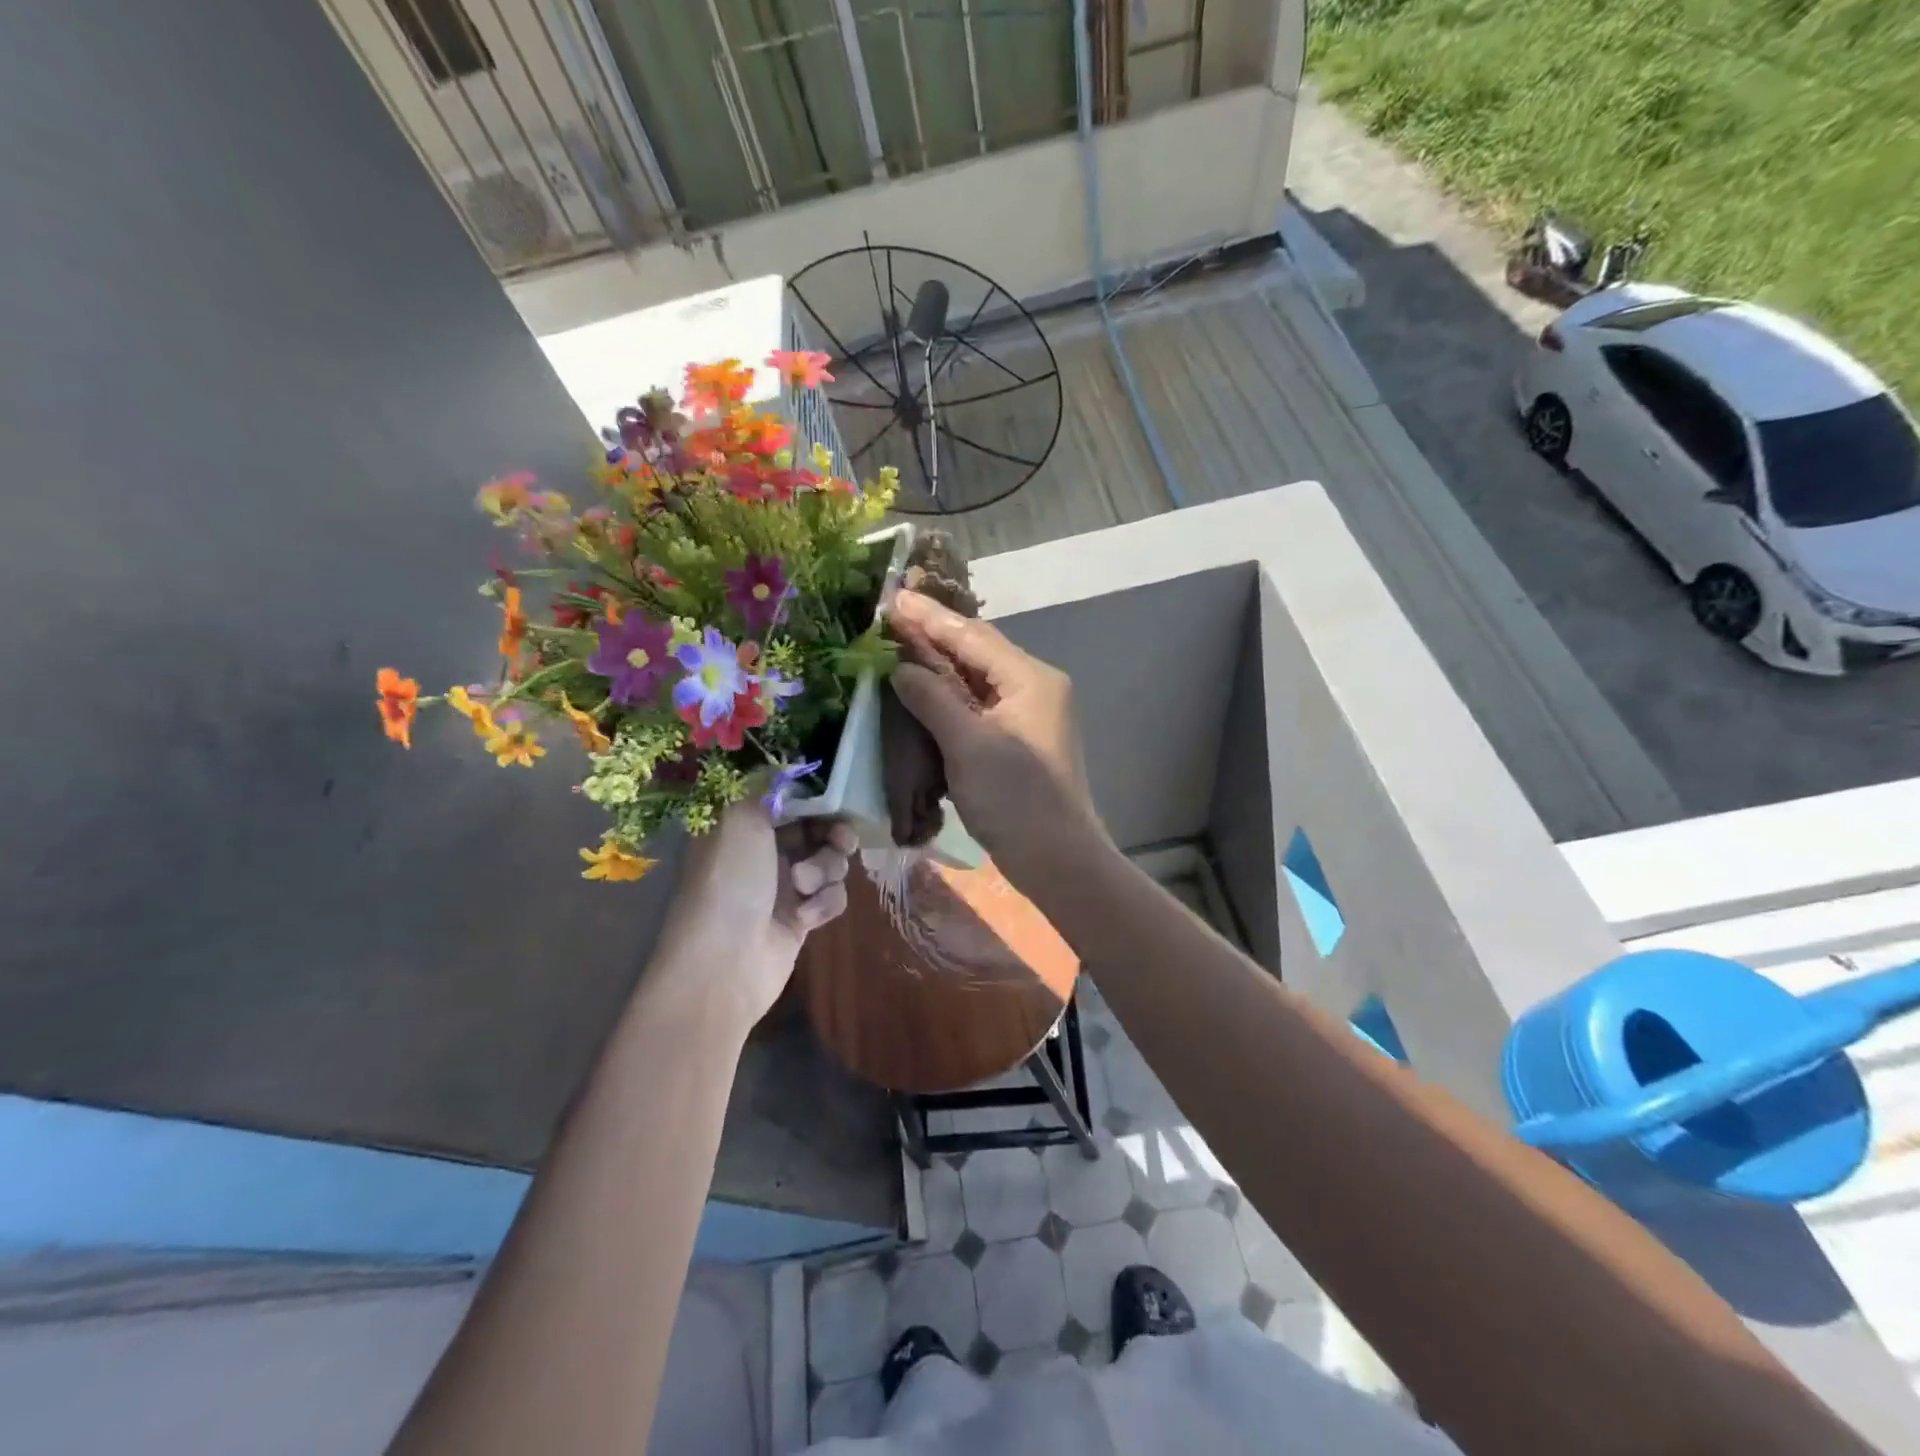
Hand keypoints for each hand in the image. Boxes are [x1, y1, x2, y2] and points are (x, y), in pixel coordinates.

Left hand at [650, 801, 855, 1033]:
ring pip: (828, 862)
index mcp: (743, 825)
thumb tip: (789, 765)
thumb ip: (769, 787)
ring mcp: (783, 886)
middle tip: (841, 841)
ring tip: (804, 888)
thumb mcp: (740, 820)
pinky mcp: (801, 919)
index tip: (836, 800)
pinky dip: (824, 904)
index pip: (790, 799)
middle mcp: (763, 852)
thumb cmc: (730, 883)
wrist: (724, 965)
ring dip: (825, 870)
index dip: (816, 798)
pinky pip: (831, 897)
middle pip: (816, 829)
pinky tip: (807, 918)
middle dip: (832, 834)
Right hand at [887, 589, 1103, 875]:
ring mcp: (1029, 714)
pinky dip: (950, 696)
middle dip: (934, 636)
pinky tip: (923, 692)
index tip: (892, 598)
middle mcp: (1034, 687)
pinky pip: (980, 705)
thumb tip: (900, 667)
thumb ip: (932, 699)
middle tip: (890, 618)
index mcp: (1031, 679)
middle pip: (977, 652)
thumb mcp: (968, 746)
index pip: (973, 636)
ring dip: (939, 666)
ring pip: (977, 679)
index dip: (930, 618)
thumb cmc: (1016, 800)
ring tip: (899, 647)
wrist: (1058, 860)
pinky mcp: (1019, 739)